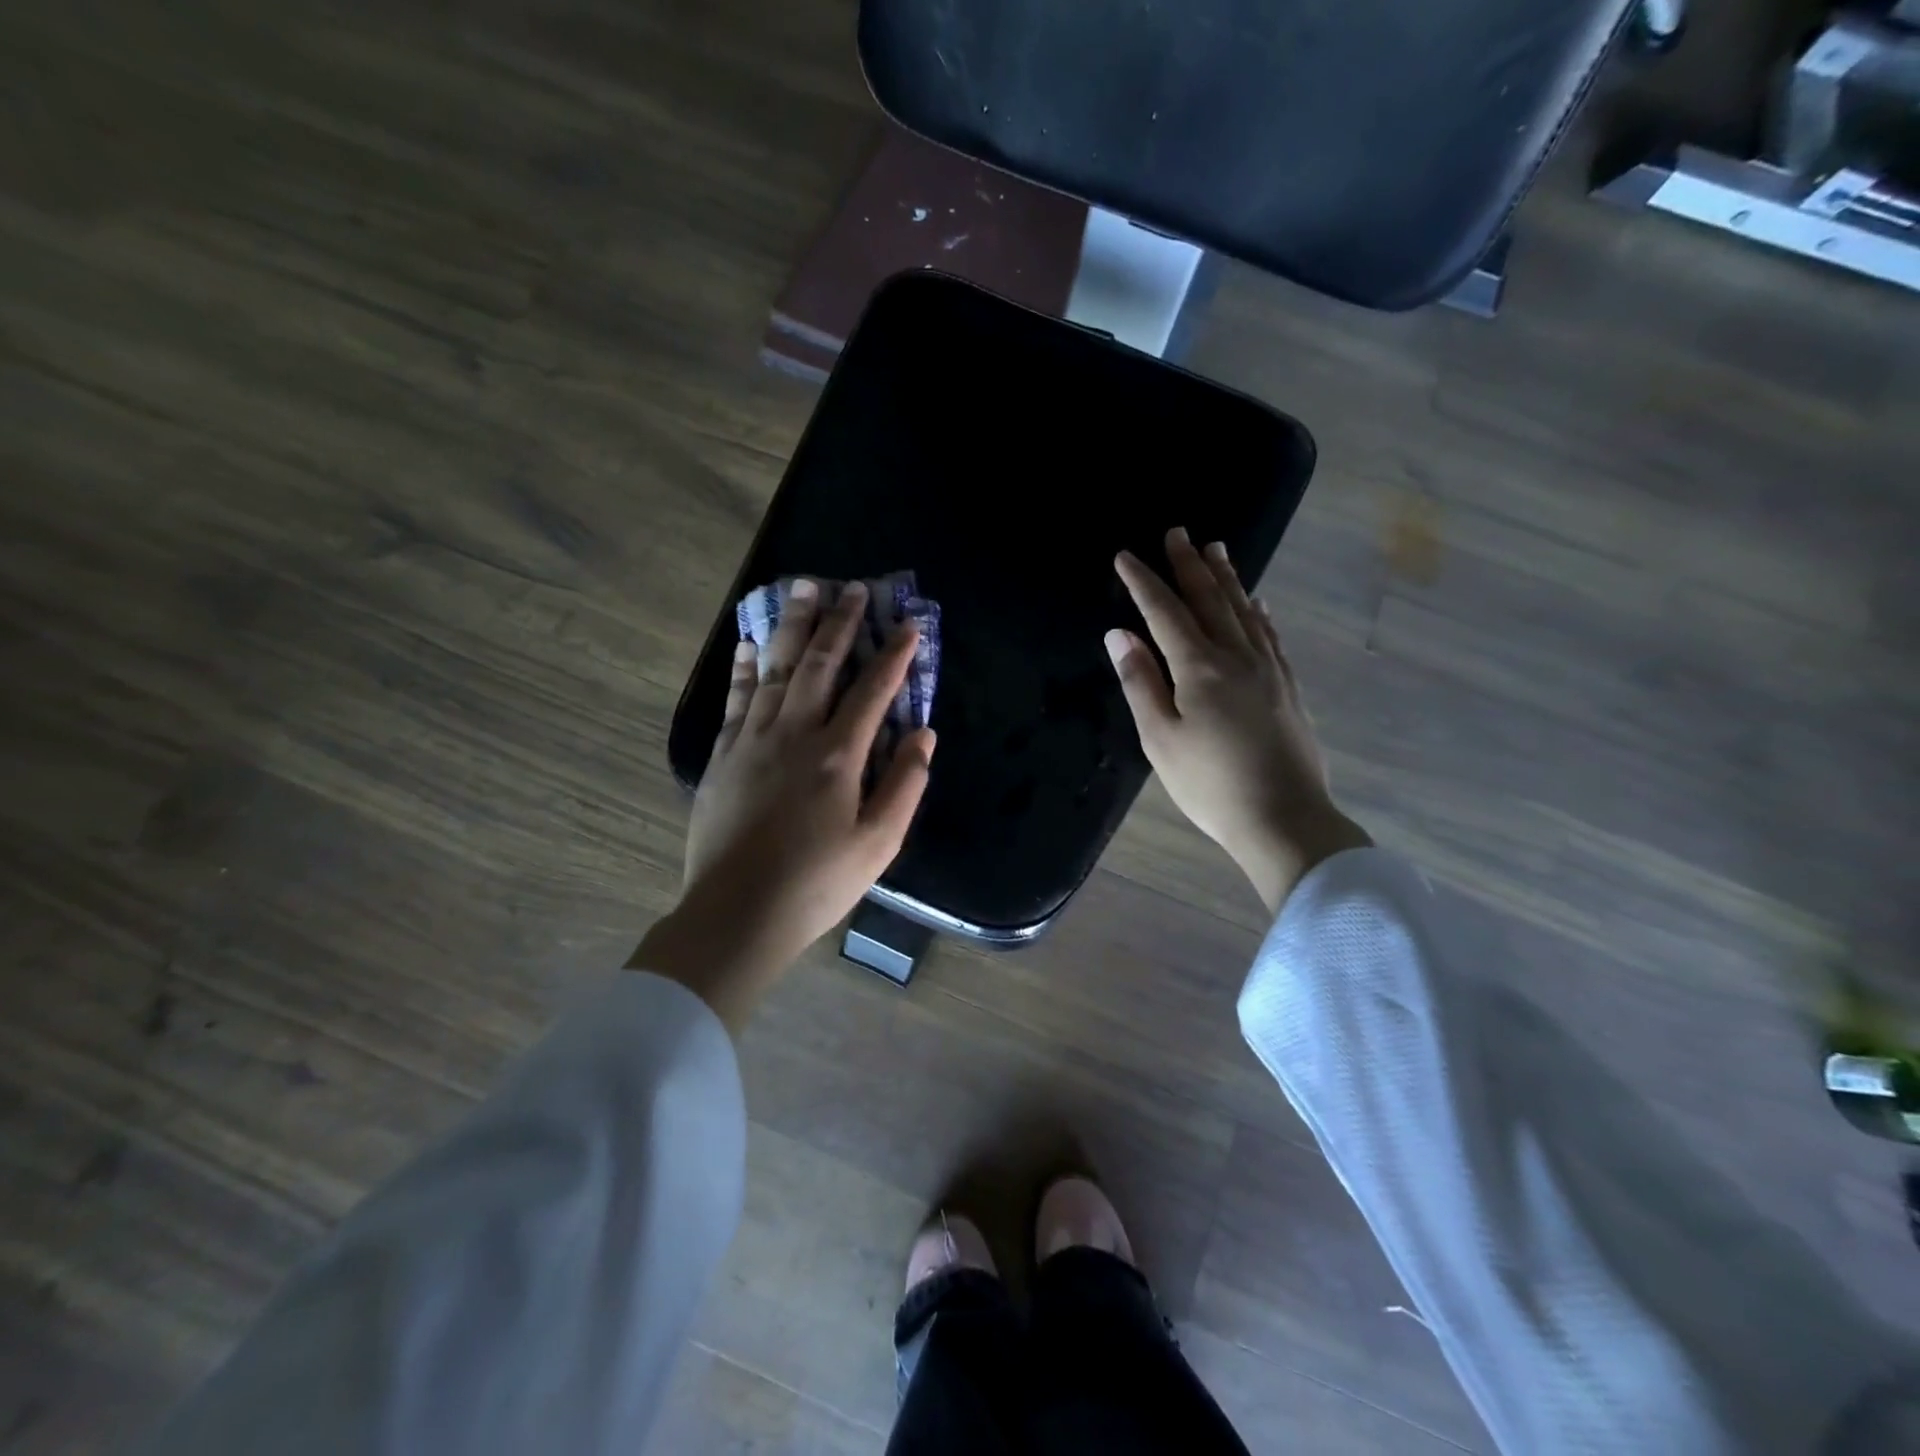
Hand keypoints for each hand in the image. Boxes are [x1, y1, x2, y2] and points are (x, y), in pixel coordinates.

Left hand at [631, 578, 935, 1029]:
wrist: (738, 914)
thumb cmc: (817, 883)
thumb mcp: (879, 843)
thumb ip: (905, 784)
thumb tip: (924, 733)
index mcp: (838, 756)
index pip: (873, 691)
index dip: (894, 655)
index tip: (908, 626)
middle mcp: (794, 734)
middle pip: (819, 665)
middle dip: (839, 623)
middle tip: (852, 588)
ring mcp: (752, 741)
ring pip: (776, 670)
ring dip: (792, 628)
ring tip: (802, 590)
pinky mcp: (723, 756)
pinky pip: (735, 699)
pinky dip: (745, 668)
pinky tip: (750, 643)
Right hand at [1107, 527, 1368, 913]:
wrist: (1283, 818)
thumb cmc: (1209, 784)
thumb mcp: (1160, 738)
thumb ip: (1140, 682)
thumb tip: (1119, 635)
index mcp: (1199, 668)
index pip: (1165, 612)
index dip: (1143, 582)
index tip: (1125, 556)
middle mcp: (1237, 656)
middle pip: (1210, 599)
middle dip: (1189, 565)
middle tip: (1177, 532)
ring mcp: (1268, 669)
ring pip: (1245, 611)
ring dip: (1227, 578)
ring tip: (1216, 550)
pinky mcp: (1287, 687)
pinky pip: (1270, 635)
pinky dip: (1259, 612)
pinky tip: (1258, 603)